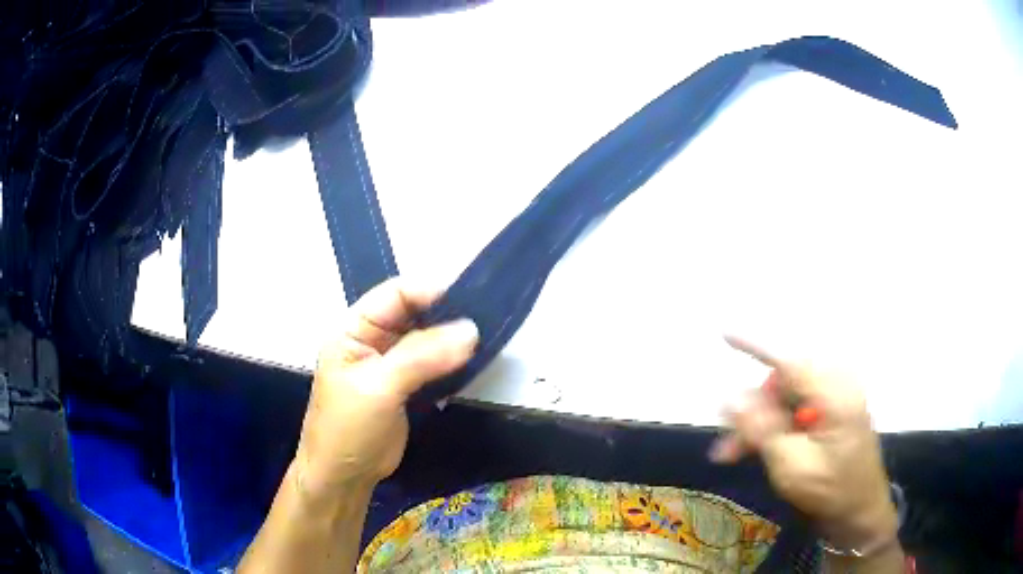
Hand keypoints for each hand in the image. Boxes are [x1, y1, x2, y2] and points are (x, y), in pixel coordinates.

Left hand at [294, 278, 477, 496]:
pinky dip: (451, 361)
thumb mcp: (379, 388)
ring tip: (486, 339)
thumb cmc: (348, 429)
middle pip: (414, 313)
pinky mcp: (406, 386)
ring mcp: (390, 363)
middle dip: (446, 316)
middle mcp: (372, 339)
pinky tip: (473, 361)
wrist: (344, 477)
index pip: (395, 294)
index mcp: (354, 328)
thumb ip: (422, 357)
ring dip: (452, 339)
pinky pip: (432, 363)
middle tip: (486, 321)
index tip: (470, 301)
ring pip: (426, 339)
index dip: (430, 292)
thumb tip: (471, 331)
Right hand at [711, 336, 897, 549]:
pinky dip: (774, 427)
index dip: (755, 347)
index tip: (724, 333)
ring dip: (759, 423)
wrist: (860, 512)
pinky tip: (756, 448)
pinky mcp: (832, 412)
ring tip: (732, 454)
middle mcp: (836, 388)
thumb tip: (730, 399)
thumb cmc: (830, 491)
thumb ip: (762, 430)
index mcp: (834, 396)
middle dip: (753, 411)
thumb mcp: (791, 467)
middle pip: (784, 385)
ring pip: (786, 400)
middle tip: (726, 446)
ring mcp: (835, 400)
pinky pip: (796, 410)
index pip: (790, 363)